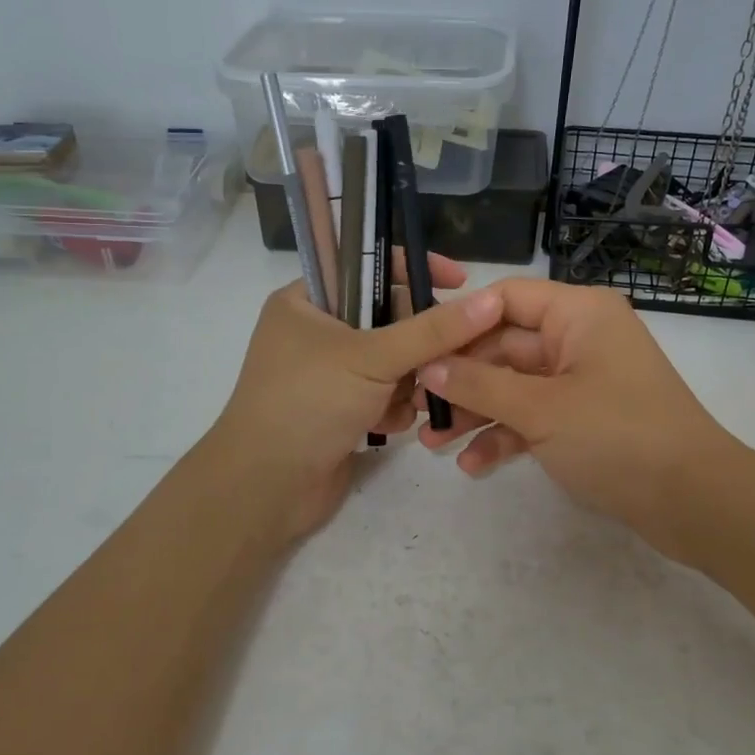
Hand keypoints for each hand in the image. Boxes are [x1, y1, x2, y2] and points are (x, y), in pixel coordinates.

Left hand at [205, 254, 501, 543]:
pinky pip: (383, 394)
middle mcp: (316, 331)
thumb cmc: (309, 403)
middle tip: (443, 360)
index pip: (368, 266)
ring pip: (391, 361)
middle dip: (417, 344)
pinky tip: (389, 426)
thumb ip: (433, 329)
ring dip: (408, 382)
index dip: (414, 269)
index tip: (460, 282)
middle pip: (388, 318)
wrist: (265, 488)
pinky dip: (393, 408)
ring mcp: (327, 373)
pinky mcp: (339, 409)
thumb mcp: (372, 357)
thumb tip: (489, 299)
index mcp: (306, 300)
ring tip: (413, 402)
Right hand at [417, 279, 744, 553]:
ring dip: (477, 412)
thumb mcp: (541, 409)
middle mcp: (579, 338)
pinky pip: (535, 417)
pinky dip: (506, 436)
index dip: (459, 323)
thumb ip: (480, 384)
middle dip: (462, 379)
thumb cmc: (617, 436)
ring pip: (515, 386)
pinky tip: (472, 465)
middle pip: (505, 347)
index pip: (505, 299)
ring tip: (432, 442)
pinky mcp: (585, 419)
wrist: (695, 502)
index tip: (418, 351)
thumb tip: (428, 367)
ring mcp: (582, 381)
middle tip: (417, 406)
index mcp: (577, 314)